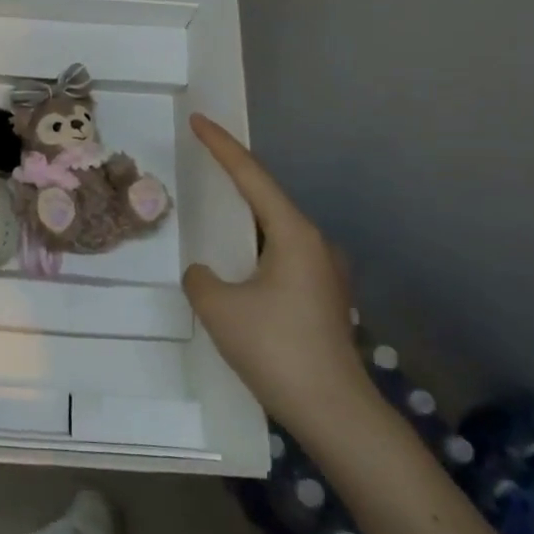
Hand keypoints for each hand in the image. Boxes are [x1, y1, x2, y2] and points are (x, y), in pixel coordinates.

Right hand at [181, 114, 367, 428]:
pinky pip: (281, 259)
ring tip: (212, 218)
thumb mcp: (219, 308)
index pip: (252, 177)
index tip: (199, 120)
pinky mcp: (324, 298)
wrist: (334, 413)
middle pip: (266, 200)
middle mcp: (316, 245)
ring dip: (243, 224)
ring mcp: (325, 273)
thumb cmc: (276, 350)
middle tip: (202, 163)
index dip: (222, 146)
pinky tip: (236, 270)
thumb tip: (205, 273)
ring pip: (274, 233)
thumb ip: (200, 277)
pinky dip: (255, 252)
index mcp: (294, 235)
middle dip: (233, 182)